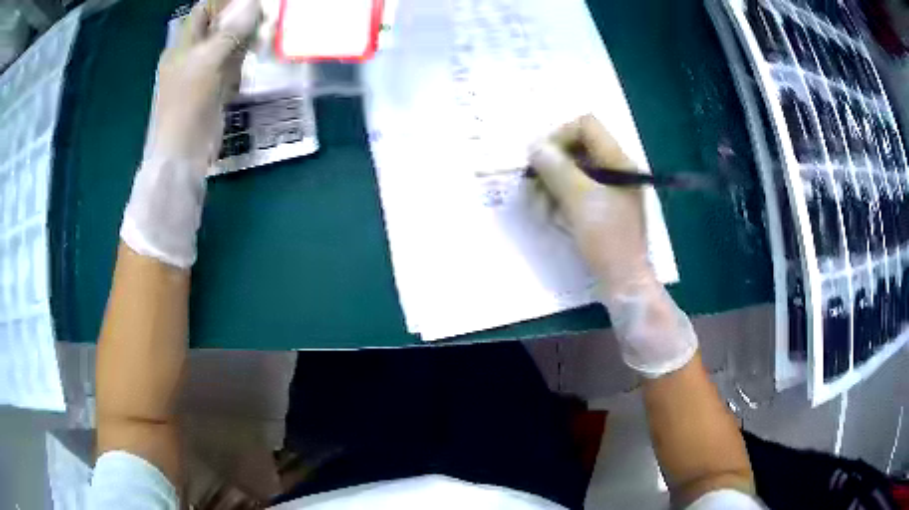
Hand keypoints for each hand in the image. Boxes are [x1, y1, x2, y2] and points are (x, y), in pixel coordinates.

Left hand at [121, 0, 260, 268]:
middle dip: (241, 18)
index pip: (203, 11)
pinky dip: (245, 60)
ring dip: (247, 39)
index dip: (224, 2)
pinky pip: (232, 67)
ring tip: (268, 32)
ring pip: (228, 46)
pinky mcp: (214, 91)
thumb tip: (254, 4)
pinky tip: (259, 56)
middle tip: (267, 15)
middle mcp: (191, 56)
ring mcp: (203, 74)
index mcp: (182, 45)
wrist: (182, 153)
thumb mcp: (208, 61)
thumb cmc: (187, 104)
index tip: (251, 1)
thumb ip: (231, 32)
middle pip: (218, 27)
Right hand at [529, 114, 654, 294]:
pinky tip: (551, 215)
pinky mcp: (603, 206)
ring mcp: (610, 188)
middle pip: (577, 147)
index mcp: (618, 161)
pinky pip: (578, 190)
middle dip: (552, 164)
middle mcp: (615, 168)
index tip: (543, 160)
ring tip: (540, 206)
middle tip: (534, 185)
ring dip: (552, 183)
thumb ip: (557, 169)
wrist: (624, 281)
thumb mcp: (580, 201)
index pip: (586, 125)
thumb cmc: (607, 239)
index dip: (560, 136)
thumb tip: (534, 146)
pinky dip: (561, 197)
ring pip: (574, 170)